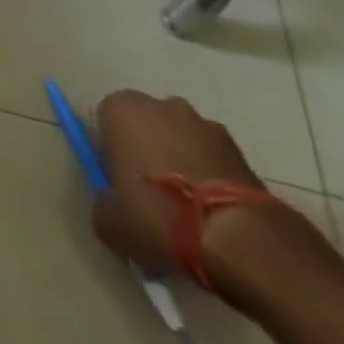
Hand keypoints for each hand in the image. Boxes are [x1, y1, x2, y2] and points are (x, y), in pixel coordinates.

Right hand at [91, 90, 270, 274]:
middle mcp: (161, 104)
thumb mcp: (110, 222)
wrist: (240, 239)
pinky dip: (210, 180)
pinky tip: (213, 217)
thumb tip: (113, 205)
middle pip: (145, 127)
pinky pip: (212, 161)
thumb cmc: (160, 217)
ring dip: (180, 166)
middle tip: (150, 201)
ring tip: (188, 215)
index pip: (104, 122)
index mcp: (122, 109)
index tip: (118, 187)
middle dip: (146, 154)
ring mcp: (204, 124)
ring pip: (181, 142)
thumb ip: (103, 203)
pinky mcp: (239, 150)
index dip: (109, 154)